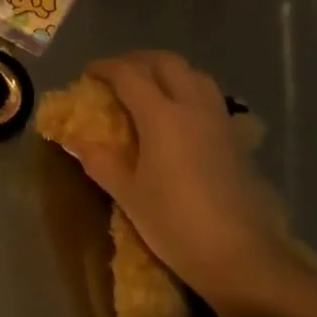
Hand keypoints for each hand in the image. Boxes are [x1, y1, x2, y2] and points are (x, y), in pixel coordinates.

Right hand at [62, 51, 291, 284]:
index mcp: (162, 116)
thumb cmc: (175, 223)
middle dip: (137, 61)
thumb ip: (100, 160)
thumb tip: (75, 140)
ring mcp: (219, 120)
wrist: (241, 256)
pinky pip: (209, 97)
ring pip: (194, 75)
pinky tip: (178, 116)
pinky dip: (188, 91)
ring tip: (147, 88)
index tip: (88, 73)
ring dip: (167, 71)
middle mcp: (193, 107)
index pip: (129, 75)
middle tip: (116, 74)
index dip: (105, 68)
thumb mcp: (128, 194)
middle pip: (166, 63)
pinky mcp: (236, 138)